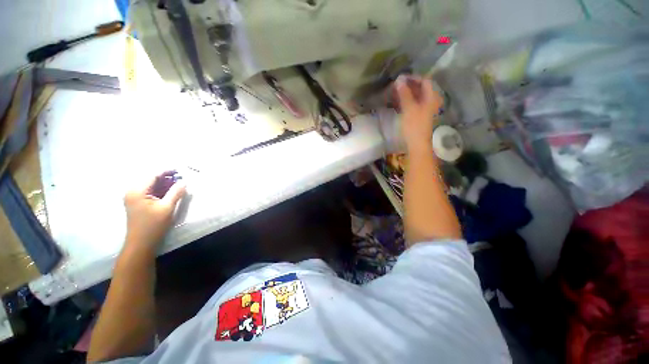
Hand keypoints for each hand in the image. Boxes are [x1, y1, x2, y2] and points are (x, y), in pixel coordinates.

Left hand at [123, 172, 185, 249]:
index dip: (166, 171)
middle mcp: (132, 191)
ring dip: (164, 184)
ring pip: (151, 185)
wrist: (141, 243)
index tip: (180, 170)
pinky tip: (169, 192)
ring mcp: (133, 198)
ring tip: (178, 184)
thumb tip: (184, 182)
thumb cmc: (153, 225)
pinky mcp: (137, 203)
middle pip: (151, 179)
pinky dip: (160, 190)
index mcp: (137, 191)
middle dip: (166, 177)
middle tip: (181, 178)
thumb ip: (175, 193)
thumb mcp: (167, 208)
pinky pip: (149, 192)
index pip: (152, 175)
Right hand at [395, 75, 443, 152]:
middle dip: (409, 85)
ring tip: (395, 93)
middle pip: (421, 88)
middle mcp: (431, 101)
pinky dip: (407, 101)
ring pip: (417, 97)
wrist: (418, 144)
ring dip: (407, 93)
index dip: (413, 78)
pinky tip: (399, 103)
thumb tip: (399, 80)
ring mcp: (426, 109)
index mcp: (432, 97)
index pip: (425, 80)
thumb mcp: (409, 108)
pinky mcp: (420, 116)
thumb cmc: (415, 125)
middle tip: (396, 86)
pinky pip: (414, 104)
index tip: (401, 78)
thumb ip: (404, 93)